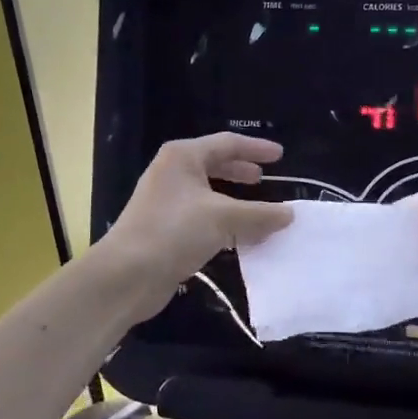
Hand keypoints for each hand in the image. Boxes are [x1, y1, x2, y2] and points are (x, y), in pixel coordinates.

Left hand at [100, 134, 293, 318]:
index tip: (281, 155)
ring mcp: (167, 202)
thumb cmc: (174, 231)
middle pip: (214, 165)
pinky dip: (224, 222)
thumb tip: (290, 214)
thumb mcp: (224, 218)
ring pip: (209, 193)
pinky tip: (240, 237)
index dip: (256, 148)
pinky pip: (203, 217)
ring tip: (258, 210)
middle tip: (265, 179)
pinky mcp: (166, 229)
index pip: (227, 144)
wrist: (127, 275)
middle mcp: (173, 173)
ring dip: (235, 200)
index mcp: (183, 157)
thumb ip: (260, 214)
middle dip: (241, 171)